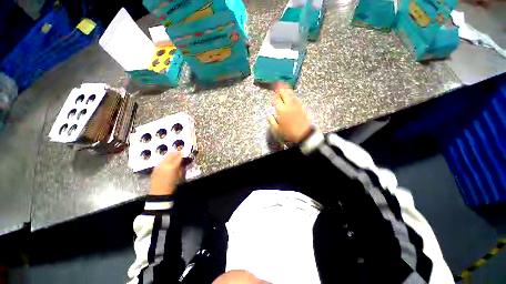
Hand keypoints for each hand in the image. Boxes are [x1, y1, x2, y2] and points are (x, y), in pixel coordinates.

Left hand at [150, 152, 183, 195]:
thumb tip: (182, 161)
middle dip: (176, 152)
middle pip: (172, 154)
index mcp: (173, 166)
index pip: (179, 156)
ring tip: (174, 156)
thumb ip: (181, 167)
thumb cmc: (172, 185)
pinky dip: (166, 159)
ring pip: (166, 156)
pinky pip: (161, 161)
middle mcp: (165, 164)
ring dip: (171, 155)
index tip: (185, 152)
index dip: (182, 154)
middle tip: (180, 152)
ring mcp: (159, 165)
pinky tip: (168, 162)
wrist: (159, 193)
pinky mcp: (155, 168)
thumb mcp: (180, 176)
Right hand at [267, 82, 311, 142]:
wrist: (304, 134)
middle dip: (280, 87)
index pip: (277, 99)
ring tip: (284, 84)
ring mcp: (296, 105)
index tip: (272, 91)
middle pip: (284, 93)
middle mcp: (289, 105)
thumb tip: (268, 115)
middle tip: (277, 83)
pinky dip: (292, 94)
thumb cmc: (288, 133)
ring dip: (286, 89)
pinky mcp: (301, 107)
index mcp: (281, 110)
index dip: (274, 95)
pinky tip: (291, 95)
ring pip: (291, 94)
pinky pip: (295, 98)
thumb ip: (271, 121)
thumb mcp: (277, 130)